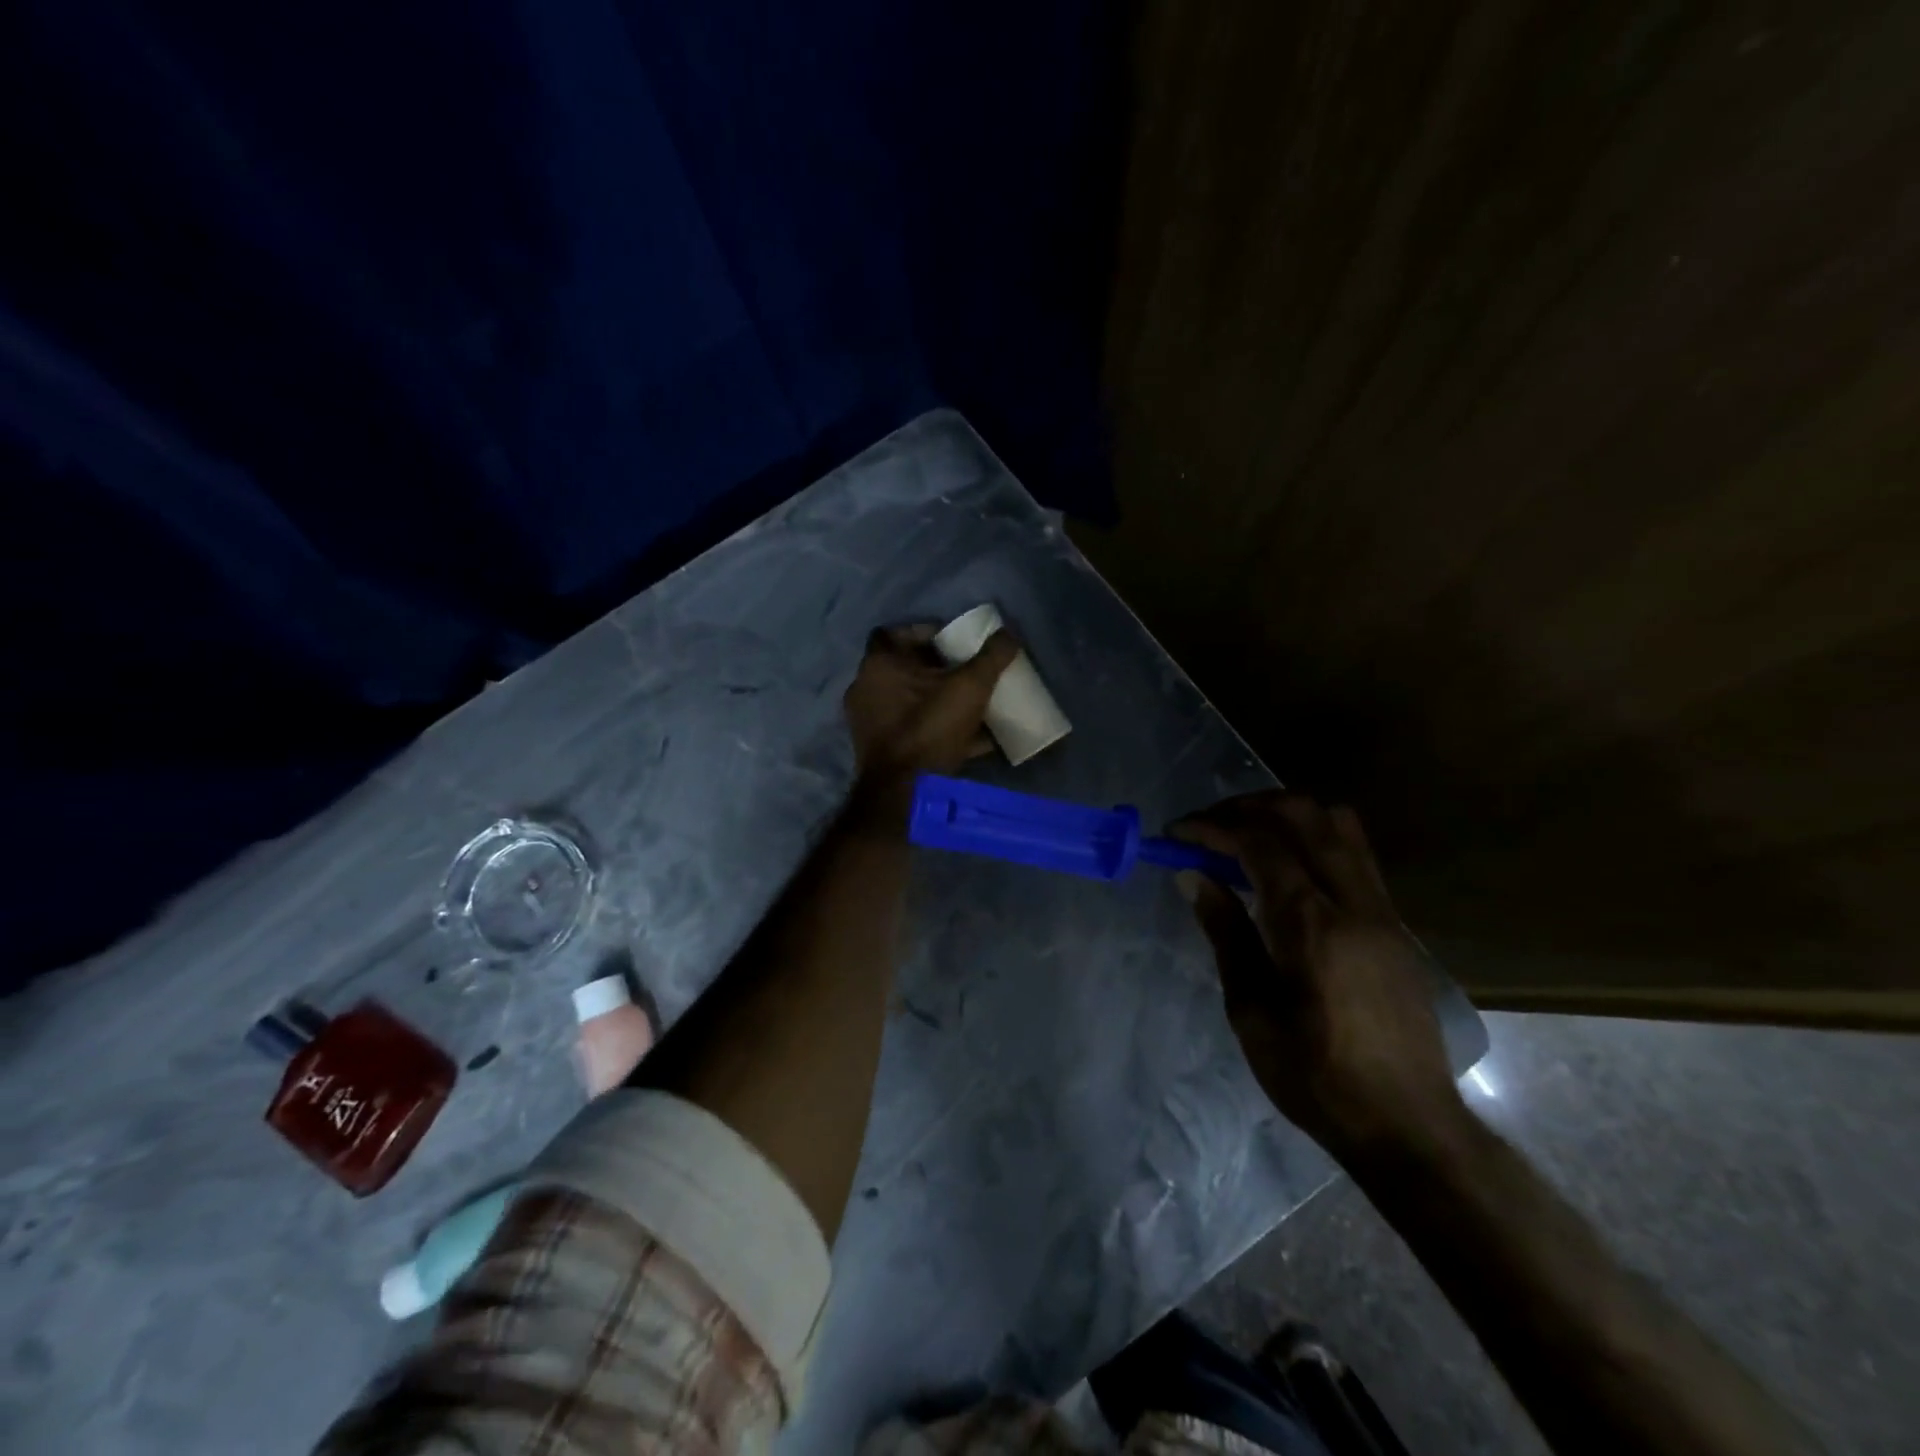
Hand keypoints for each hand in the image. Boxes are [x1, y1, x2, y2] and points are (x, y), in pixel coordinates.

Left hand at [843, 624, 1020, 785]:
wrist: (904, 793)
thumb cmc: (930, 728)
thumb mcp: (970, 688)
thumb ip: (991, 657)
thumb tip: (1009, 633)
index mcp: (879, 665)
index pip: (894, 633)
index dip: (924, 633)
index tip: (952, 642)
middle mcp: (865, 689)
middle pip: (903, 668)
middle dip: (936, 669)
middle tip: (967, 673)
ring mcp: (868, 722)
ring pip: (908, 701)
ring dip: (937, 700)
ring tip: (972, 706)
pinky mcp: (878, 750)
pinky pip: (910, 729)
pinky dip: (934, 728)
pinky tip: (969, 740)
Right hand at [1172, 792, 1462, 1161]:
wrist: (1408, 1124)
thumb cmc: (1316, 1075)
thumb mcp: (1251, 1011)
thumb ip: (1225, 934)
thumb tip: (1193, 877)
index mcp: (1310, 924)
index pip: (1258, 842)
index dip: (1211, 827)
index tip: (1175, 833)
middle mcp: (1352, 902)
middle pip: (1303, 814)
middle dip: (1247, 806)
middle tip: (1207, 827)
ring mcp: (1382, 909)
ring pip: (1338, 824)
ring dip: (1285, 815)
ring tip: (1245, 836)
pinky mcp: (1395, 924)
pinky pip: (1353, 853)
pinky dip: (1313, 839)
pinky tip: (1286, 871)